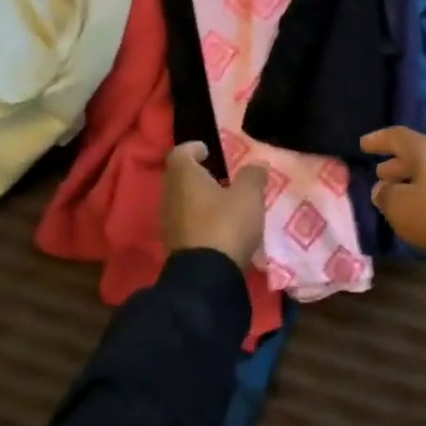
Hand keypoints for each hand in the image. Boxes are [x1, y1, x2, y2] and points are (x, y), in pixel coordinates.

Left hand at [162, 142, 267, 270]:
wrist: (206, 277)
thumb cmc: (226, 225)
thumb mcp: (249, 196)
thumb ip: (253, 176)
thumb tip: (256, 165)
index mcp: (184, 177)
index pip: (180, 153)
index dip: (193, 148)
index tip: (207, 150)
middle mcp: (170, 195)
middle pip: (179, 177)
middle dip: (198, 174)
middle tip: (220, 175)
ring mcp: (169, 222)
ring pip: (182, 201)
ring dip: (198, 198)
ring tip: (223, 201)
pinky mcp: (174, 244)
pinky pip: (186, 222)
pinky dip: (199, 218)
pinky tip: (218, 226)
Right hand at [359, 127, 425, 267]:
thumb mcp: (402, 209)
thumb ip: (386, 196)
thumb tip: (382, 188)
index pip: (398, 136)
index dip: (379, 140)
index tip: (363, 145)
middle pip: (418, 153)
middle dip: (397, 163)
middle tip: (381, 174)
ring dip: (415, 178)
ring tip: (400, 192)